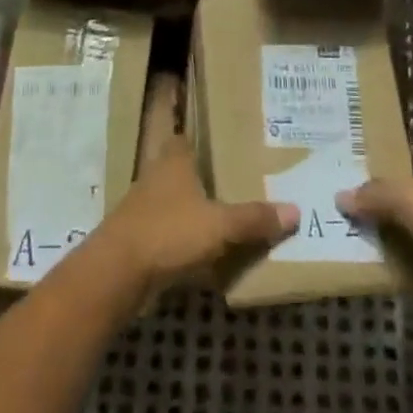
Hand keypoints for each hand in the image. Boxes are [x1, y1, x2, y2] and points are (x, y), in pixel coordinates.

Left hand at [89, 75, 295, 302]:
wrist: (117, 274)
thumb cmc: (169, 232)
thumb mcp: (220, 225)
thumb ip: (254, 218)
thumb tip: (295, 210)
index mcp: (174, 161)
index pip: (186, 138)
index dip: (204, 139)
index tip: (228, 143)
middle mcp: (156, 178)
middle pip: (183, 172)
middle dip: (206, 179)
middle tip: (240, 182)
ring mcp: (144, 210)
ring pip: (177, 204)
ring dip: (196, 212)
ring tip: (230, 219)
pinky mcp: (139, 241)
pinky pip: (170, 235)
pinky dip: (186, 241)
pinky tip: (207, 254)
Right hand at [337, 147, 412, 305]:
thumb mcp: (412, 198)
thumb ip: (376, 194)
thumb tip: (341, 195)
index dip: (394, 152)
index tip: (361, 156)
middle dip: (384, 195)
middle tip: (345, 196)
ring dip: (390, 233)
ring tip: (349, 231)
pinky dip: (402, 267)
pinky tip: (375, 267)